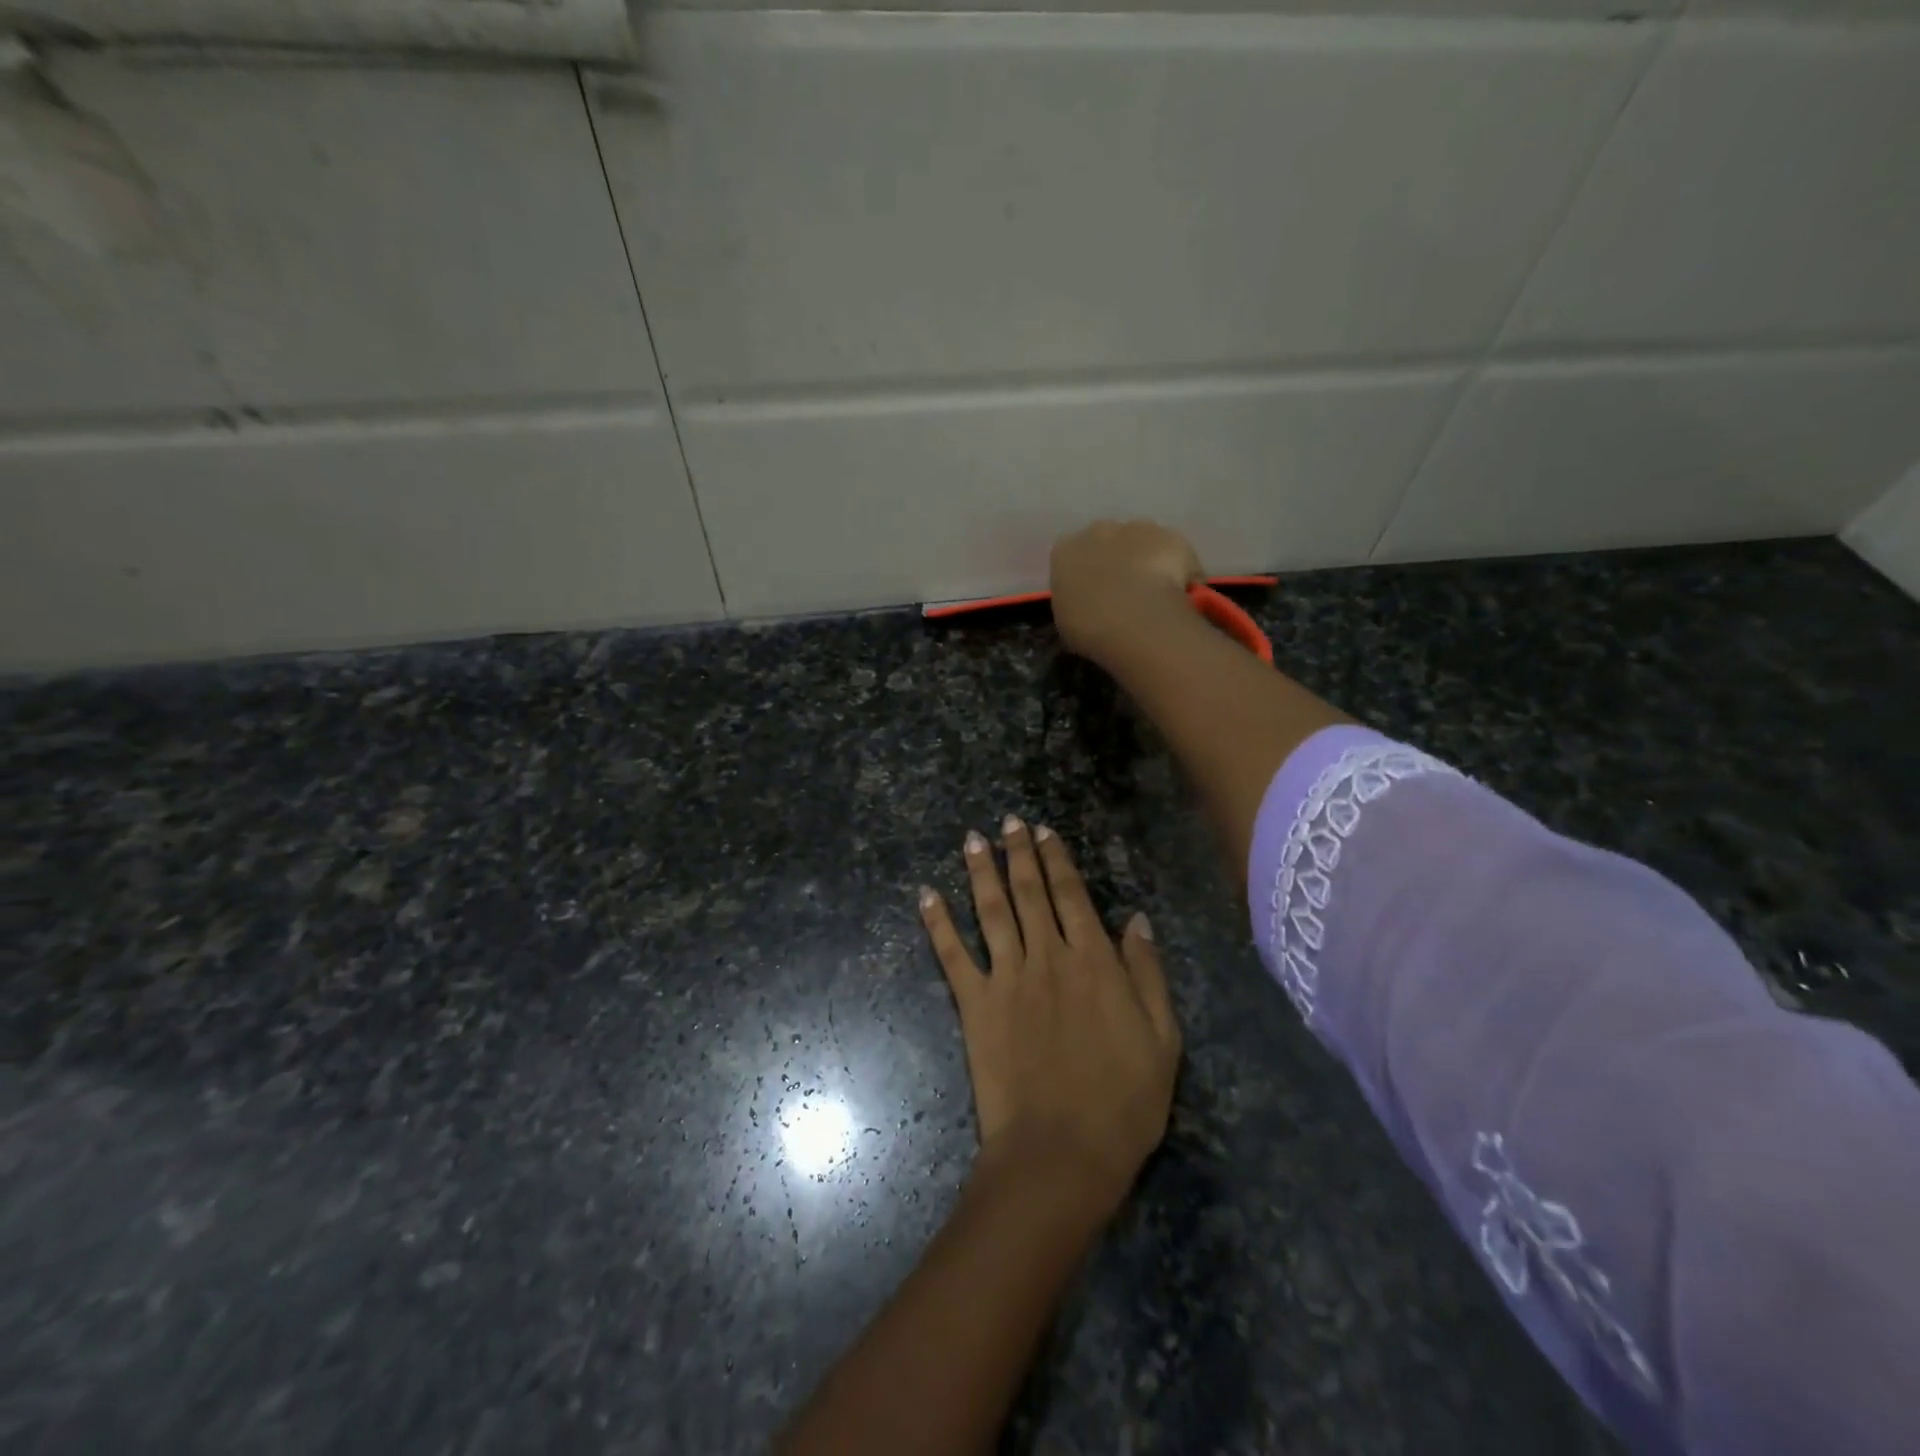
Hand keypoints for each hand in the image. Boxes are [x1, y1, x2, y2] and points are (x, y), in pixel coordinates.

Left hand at [919, 816, 1181, 1219]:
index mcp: (1093, 961)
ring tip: (972, 839)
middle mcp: (1047, 956)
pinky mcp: (975, 1004)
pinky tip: (926, 895)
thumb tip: (1136, 920)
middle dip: (1018, 853)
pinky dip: (938, 923)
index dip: (1056, 860)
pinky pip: (952, 955)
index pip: (1071, 895)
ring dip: (980, 871)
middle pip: (1029, 892)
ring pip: (991, 910)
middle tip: (1008, 821)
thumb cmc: (1123, 1101)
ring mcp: (1007, 978)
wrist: (1062, 1152)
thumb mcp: (1162, 1038)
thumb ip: (1147, 974)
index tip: (1043, 832)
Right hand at [1049, 519, 1204, 665]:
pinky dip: (1178, 569)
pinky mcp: (1172, 537)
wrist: (1135, 620)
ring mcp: (1138, 528)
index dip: (1083, 574)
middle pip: (1107, 540)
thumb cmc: (1088, 627)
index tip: (1090, 595)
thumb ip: (1073, 603)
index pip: (1070, 556)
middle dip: (1115, 560)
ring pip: (1142, 540)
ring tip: (1153, 595)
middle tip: (1123, 593)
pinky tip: (1179, 595)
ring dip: (1145, 559)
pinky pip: (1174, 552)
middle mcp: (1098, 530)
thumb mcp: (1066, 621)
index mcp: (1064, 550)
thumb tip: (1086, 605)